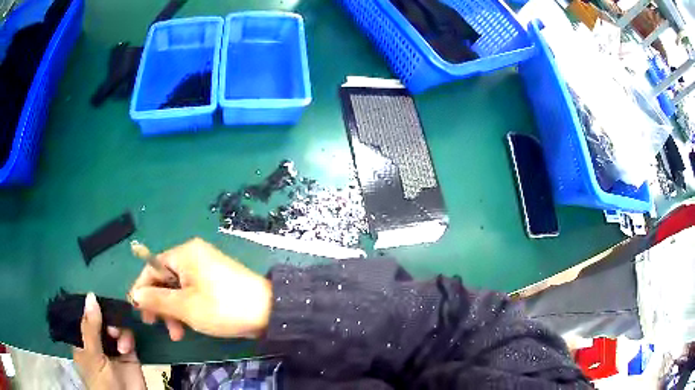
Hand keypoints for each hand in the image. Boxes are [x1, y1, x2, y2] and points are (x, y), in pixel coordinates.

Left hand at [73, 293, 145, 389]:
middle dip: (105, 317)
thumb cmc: (101, 382)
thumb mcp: (92, 355)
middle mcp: (97, 342)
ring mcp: (113, 347)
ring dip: (117, 328)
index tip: (94, 299)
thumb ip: (91, 328)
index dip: (88, 308)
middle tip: (109, 325)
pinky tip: (126, 346)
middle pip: (100, 319)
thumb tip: (91, 296)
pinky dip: (127, 337)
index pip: (83, 317)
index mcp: (82, 341)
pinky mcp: (129, 352)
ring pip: (114, 325)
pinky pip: (128, 336)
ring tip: (117, 338)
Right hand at [129, 237, 272, 339]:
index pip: (152, 267)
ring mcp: (205, 269)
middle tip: (155, 325)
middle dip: (159, 304)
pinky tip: (186, 328)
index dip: (142, 289)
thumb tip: (134, 294)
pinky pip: (191, 293)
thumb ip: (156, 300)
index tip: (137, 310)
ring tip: (176, 334)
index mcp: (184, 254)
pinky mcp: (214, 282)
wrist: (267, 312)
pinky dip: (186, 309)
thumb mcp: (185, 306)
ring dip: (172, 311)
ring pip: (178, 289)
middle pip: (164, 279)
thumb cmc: (222, 307)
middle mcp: (193, 256)